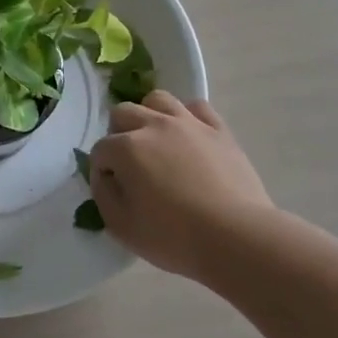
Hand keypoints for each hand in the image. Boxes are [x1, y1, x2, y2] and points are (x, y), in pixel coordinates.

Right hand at [89, 92, 278, 280]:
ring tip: (156, 141)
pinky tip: (188, 137)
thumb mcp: (121, 226)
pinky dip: (187, 117)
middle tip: (130, 164)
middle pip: (123, 113)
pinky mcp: (218, 130)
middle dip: (118, 134)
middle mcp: (154, 125)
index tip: (113, 189)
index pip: (100, 150)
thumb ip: (103, 195)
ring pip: (158, 100)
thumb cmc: (174, 237)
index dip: (101, 169)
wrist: (236, 237)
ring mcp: (189, 123)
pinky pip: (197, 107)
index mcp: (126, 148)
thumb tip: (105, 175)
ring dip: (149, 116)